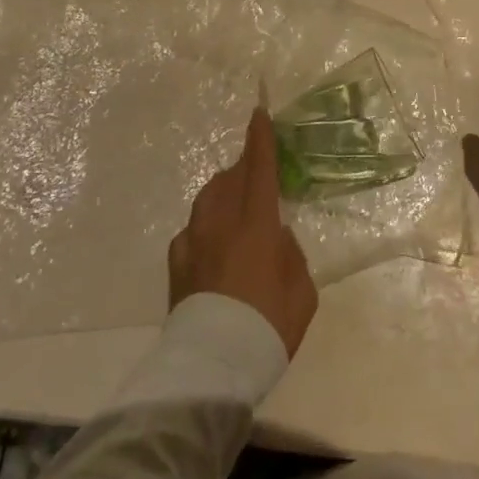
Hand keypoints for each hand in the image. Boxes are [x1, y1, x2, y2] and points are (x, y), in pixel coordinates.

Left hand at [168, 109, 317, 358]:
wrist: (213, 367)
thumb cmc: (268, 327)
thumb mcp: (302, 291)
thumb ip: (292, 254)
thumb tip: (278, 237)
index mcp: (257, 223)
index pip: (260, 168)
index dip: (261, 138)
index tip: (260, 112)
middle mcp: (222, 221)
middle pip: (232, 177)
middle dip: (245, 166)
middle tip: (257, 171)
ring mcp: (195, 240)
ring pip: (208, 197)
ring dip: (224, 190)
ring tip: (235, 201)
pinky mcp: (176, 263)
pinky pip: (192, 229)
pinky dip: (205, 225)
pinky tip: (211, 241)